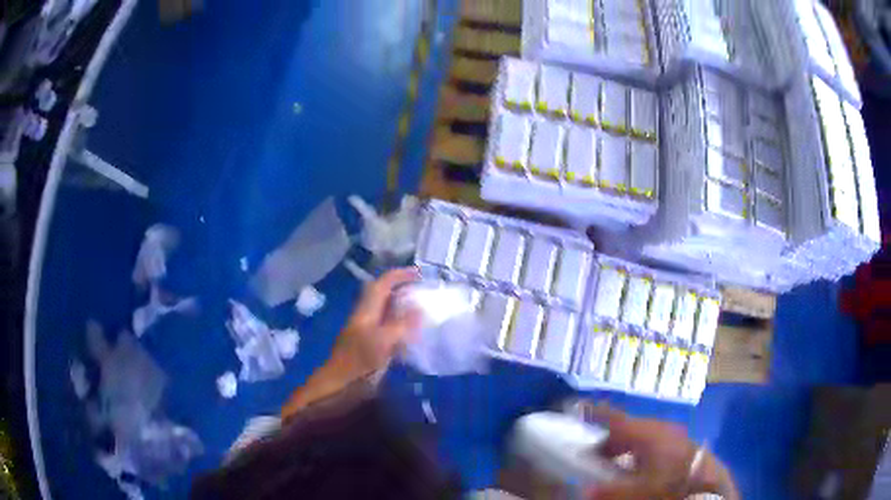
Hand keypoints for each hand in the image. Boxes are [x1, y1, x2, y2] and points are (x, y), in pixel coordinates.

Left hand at [331, 267, 421, 375]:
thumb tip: (420, 309)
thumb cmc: (358, 362)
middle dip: (402, 289)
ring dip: (403, 308)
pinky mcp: (371, 348)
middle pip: (383, 296)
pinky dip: (402, 327)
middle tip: (424, 292)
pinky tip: (415, 336)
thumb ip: (401, 325)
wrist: (339, 387)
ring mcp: (368, 333)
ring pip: (386, 313)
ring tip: (424, 310)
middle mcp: (366, 318)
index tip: (420, 274)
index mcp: (366, 312)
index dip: (399, 275)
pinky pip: (389, 330)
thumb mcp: (382, 341)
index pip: (382, 285)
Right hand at [583, 404, 737, 499]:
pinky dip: (638, 449)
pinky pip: (651, 440)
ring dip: (622, 446)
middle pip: (626, 427)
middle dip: (607, 439)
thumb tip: (584, 487)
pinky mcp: (678, 440)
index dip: (594, 412)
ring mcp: (670, 432)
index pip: (615, 417)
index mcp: (646, 433)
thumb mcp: (638, 490)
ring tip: (612, 463)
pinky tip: (637, 465)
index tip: (575, 407)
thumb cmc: (669, 482)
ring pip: (639, 434)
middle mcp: (658, 427)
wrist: (706, 482)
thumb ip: (610, 489)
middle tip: (591, 455)